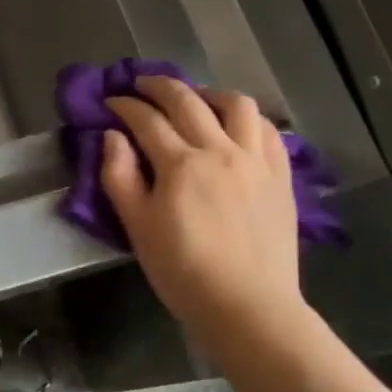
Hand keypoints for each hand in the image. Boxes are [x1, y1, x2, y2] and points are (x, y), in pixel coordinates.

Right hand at [101, 77, 312, 356]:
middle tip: (141, 85)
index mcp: (180, 164)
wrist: (247, 306)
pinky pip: (267, 130)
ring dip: (209, 93)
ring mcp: (256, 160)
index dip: (124, 106)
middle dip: (159, 86)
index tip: (110, 102)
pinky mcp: (281, 176)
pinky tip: (236, 125)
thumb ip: (120, 177)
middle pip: (187, 101)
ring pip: (236, 104)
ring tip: (195, 99)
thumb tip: (112, 136)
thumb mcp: (137, 228)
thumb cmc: (182, 271)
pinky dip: (246, 117)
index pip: (146, 120)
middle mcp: (220, 150)